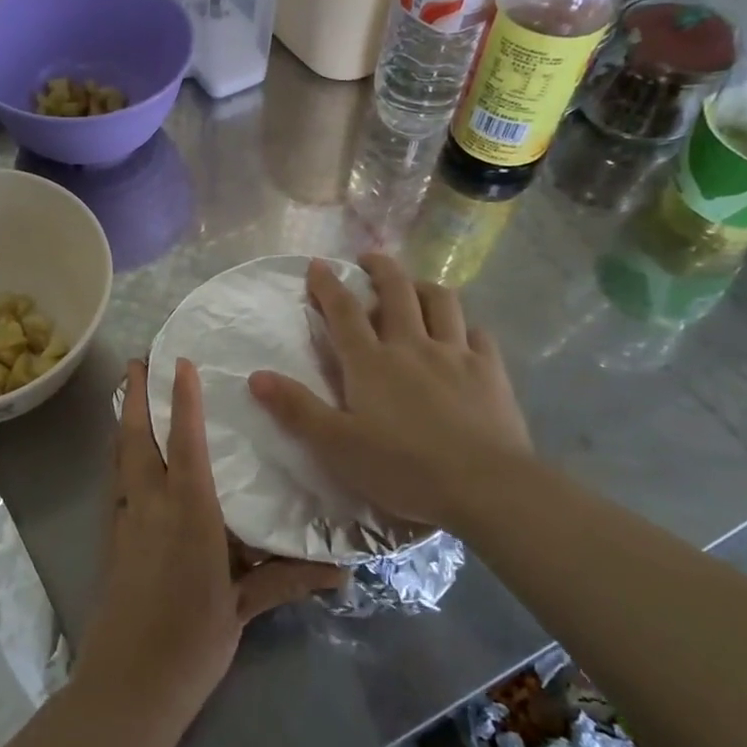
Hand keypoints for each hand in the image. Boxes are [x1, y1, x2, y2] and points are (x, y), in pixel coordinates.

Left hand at [76, 359, 345, 734]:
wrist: (128, 684)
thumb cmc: (192, 641)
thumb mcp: (243, 608)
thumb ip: (286, 580)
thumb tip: (342, 572)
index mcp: (188, 513)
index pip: (185, 442)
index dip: (182, 400)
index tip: (179, 362)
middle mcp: (151, 506)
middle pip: (137, 439)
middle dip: (136, 396)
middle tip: (136, 360)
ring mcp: (125, 522)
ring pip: (121, 458)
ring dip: (124, 422)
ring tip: (128, 393)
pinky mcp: (112, 542)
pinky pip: (117, 484)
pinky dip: (122, 458)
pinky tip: (129, 460)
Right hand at [248, 253, 532, 531]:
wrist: (485, 486)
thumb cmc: (403, 468)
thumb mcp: (336, 445)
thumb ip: (297, 409)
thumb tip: (255, 376)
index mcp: (371, 362)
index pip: (343, 311)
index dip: (328, 284)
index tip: (318, 264)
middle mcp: (412, 345)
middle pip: (397, 290)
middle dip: (380, 268)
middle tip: (369, 259)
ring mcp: (456, 354)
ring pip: (441, 301)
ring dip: (423, 286)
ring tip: (414, 287)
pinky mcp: (490, 370)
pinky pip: (478, 332)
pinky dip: (464, 325)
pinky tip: (462, 333)